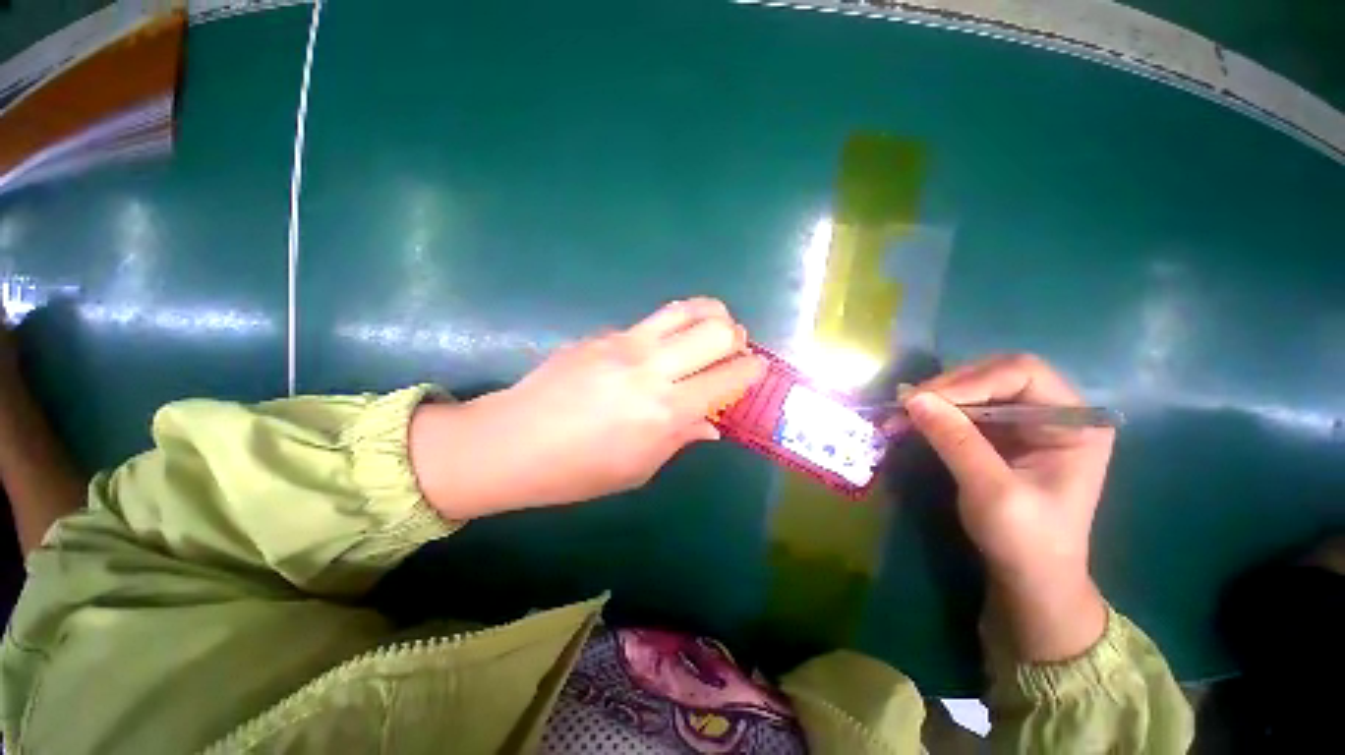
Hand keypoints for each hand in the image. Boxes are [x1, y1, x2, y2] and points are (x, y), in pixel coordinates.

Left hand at [410, 299, 764, 517]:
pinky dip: (673, 326)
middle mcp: (653, 369)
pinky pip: (653, 320)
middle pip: (717, 330)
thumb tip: (713, 423)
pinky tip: (664, 344)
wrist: (512, 441)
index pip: (729, 376)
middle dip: (736, 337)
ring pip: (687, 309)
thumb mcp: (639, 468)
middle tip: (731, 351)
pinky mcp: (604, 333)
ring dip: (711, 315)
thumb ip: (681, 438)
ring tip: (711, 330)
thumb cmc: (578, 469)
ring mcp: (626, 343)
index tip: (755, 370)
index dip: (752, 369)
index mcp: (666, 411)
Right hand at [900, 354, 1112, 660]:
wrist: (1029, 578)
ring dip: (934, 399)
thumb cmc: (1026, 541)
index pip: (1022, 374)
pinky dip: (934, 413)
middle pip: (995, 375)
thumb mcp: (992, 492)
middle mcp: (1053, 413)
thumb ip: (956, 441)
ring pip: (974, 389)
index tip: (923, 399)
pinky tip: (909, 422)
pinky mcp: (999, 435)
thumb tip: (912, 398)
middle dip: (948, 387)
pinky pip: (962, 409)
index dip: (971, 381)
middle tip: (906, 404)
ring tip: (899, 414)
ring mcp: (1025, 422)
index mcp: (1074, 422)